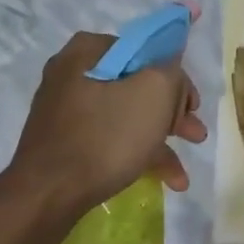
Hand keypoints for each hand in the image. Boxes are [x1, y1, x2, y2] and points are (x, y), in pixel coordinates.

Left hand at [9, 6, 207, 210]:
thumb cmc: (106, 136)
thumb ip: (172, 70)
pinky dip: (138, 153)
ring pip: (126, 115)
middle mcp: (73, 73)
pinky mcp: (66, 141)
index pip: (146, 50)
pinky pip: (110, 138)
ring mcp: (67, 110)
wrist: (48, 193)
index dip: (176, 77)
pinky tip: (165, 180)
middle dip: (172, 113)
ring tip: (183, 172)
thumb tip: (170, 70)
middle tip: (194, 133)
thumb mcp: (155, 92)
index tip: (192, 105)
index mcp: (89, 51)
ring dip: (160, 139)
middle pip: (137, 85)